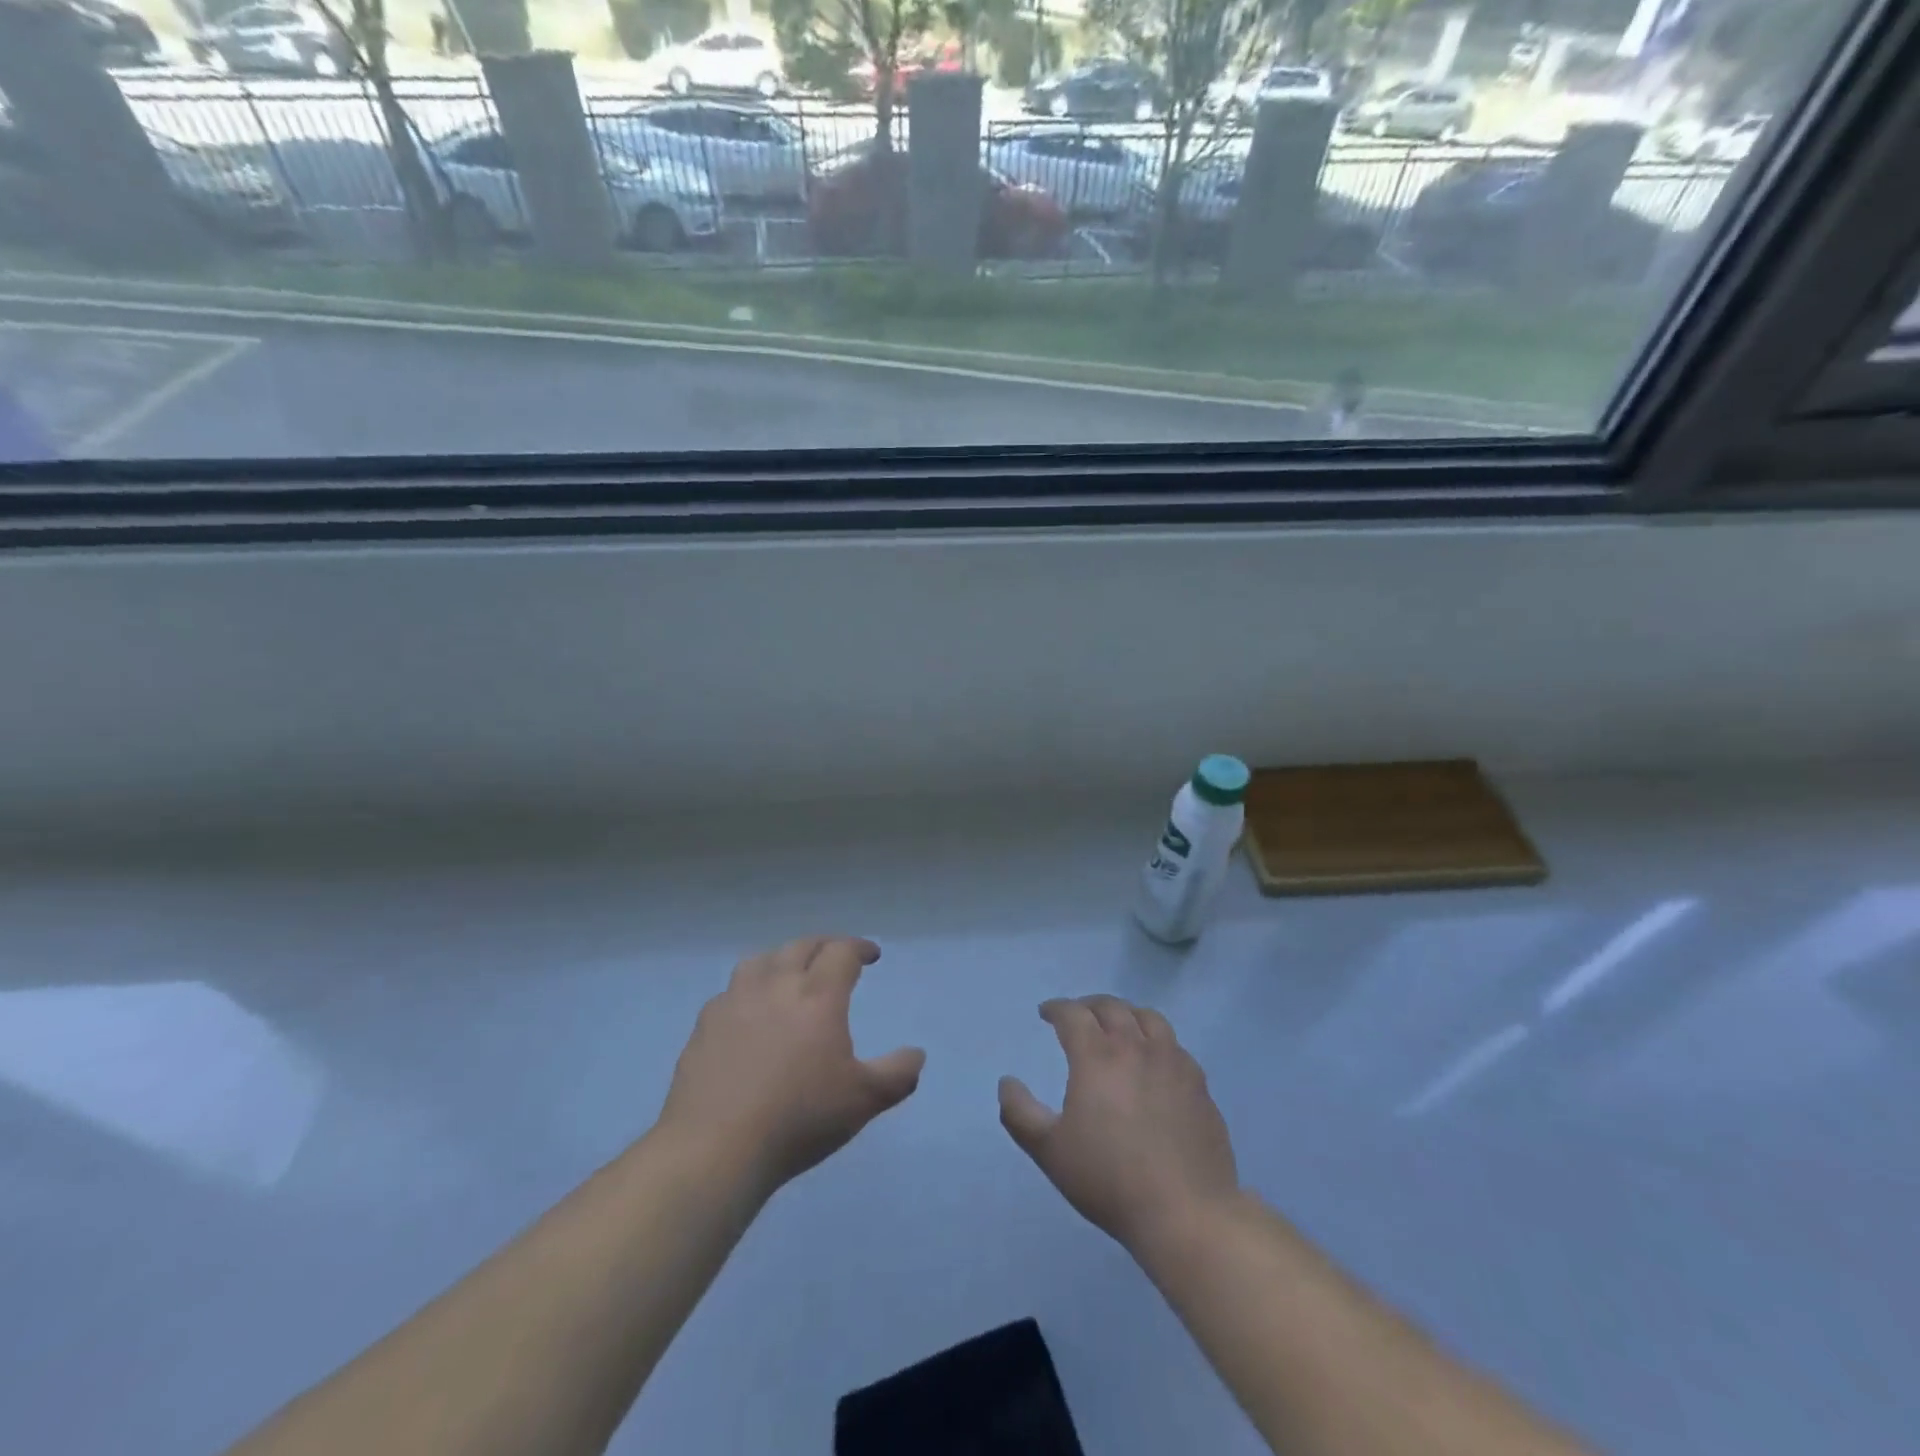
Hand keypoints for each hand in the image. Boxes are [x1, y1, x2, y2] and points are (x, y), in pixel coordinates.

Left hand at [658, 936, 924, 1195]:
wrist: (717, 1147)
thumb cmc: (799, 1118)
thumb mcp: (863, 1100)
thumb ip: (897, 1074)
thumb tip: (917, 1054)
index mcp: (818, 995)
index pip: (842, 951)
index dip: (859, 948)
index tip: (871, 955)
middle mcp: (776, 984)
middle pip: (802, 946)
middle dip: (824, 946)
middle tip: (835, 958)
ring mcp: (735, 1001)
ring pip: (761, 959)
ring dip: (782, 958)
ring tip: (790, 973)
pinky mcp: (705, 1024)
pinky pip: (731, 991)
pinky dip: (748, 989)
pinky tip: (749, 1011)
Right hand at [999, 996, 1238, 1253]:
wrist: (1185, 1212)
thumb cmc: (1109, 1179)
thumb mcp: (1049, 1150)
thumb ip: (1020, 1113)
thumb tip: (1007, 1082)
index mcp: (1097, 1056)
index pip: (1073, 1014)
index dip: (1056, 1008)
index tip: (1046, 1013)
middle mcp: (1136, 1047)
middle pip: (1111, 1007)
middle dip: (1089, 1005)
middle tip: (1078, 1015)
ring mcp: (1173, 1062)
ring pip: (1149, 1018)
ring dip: (1127, 1014)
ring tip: (1118, 1026)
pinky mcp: (1199, 1084)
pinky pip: (1175, 1046)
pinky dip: (1157, 1041)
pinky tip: (1154, 1060)